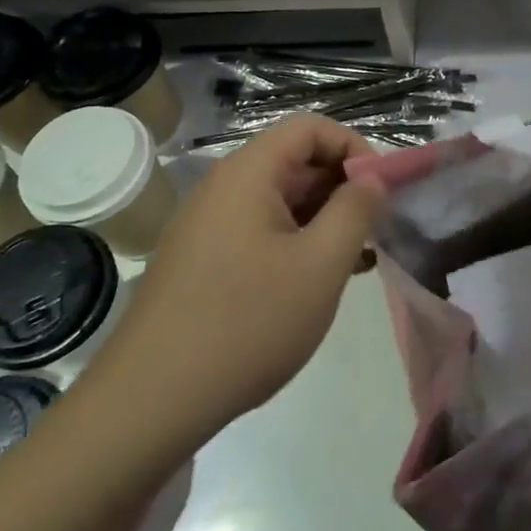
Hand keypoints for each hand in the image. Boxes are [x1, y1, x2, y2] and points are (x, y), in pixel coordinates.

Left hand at [91, 115, 385, 433]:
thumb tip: (373, 179)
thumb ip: (355, 211)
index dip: (353, 148)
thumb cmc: (247, 323)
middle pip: (295, 162)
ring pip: (280, 202)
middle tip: (375, 231)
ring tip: (356, 262)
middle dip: (342, 188)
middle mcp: (223, 189)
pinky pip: (259, 233)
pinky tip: (318, 283)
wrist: (150, 402)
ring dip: (323, 221)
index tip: (380, 192)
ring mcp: (208, 227)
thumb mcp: (320, 265)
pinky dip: (295, 245)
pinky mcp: (202, 262)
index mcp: (248, 174)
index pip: (310, 128)